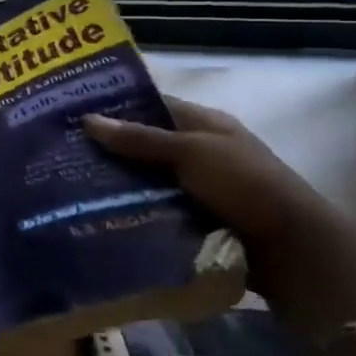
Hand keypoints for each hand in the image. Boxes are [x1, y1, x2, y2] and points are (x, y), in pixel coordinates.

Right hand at [83, 97, 355, 333]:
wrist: (293, 251)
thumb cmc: (245, 186)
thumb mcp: (190, 153)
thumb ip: (139, 139)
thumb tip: (87, 119)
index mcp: (204, 123)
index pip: (150, 105)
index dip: (114, 106)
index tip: (71, 112)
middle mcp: (199, 150)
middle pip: (143, 143)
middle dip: (108, 148)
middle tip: (61, 152)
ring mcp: (198, 186)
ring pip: (145, 177)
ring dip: (117, 182)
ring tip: (70, 184)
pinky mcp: (195, 217)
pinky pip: (153, 206)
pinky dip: (132, 207)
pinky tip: (99, 211)